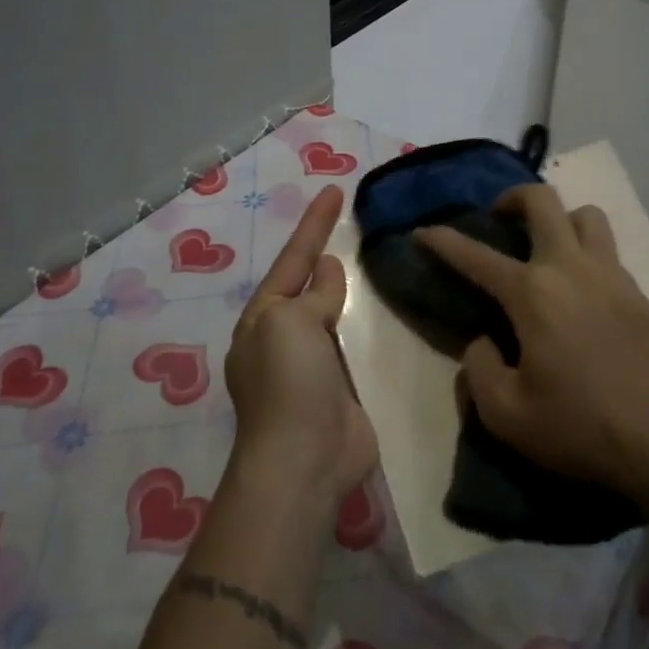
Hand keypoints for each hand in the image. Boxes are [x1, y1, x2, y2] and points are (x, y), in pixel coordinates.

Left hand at [225, 184, 378, 509]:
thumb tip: (327, 270)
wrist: (305, 459)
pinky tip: (385, 312)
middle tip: (353, 223)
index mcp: (264, 317)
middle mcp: (284, 338)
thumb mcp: (290, 321)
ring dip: (347, 291)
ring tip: (372, 259)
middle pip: (310, 285)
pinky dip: (366, 327)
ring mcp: (313, 366)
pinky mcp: (342, 389)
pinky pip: (355, 346)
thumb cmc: (289, 381)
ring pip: (334, 314)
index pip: (293, 258)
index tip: (334, 189)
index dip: (313, 224)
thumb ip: (314, 294)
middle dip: (325, 255)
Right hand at [417, 184, 648, 497]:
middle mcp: (569, 268)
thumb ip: (478, 369)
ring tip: (545, 246)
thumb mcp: (506, 414)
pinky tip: (579, 287)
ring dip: (559, 218)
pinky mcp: (636, 293)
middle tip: (499, 218)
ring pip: (585, 215)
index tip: (423, 232)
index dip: (442, 241)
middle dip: (512, 198)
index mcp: (532, 294)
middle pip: (542, 200)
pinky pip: (607, 248)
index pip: (475, 256)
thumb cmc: (579, 427)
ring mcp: (609, 275)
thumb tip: (483, 341)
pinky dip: (586, 250)